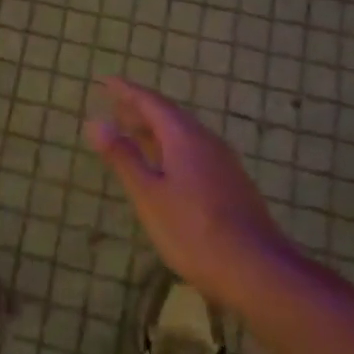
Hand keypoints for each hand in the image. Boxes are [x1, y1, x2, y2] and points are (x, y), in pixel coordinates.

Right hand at [87, 77, 296, 304]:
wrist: (258, 271)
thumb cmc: (193, 230)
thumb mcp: (149, 195)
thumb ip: (123, 157)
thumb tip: (95, 122)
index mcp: (184, 137)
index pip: (152, 103)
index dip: (127, 92)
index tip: (107, 82)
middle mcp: (207, 142)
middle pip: (170, 116)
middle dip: (141, 110)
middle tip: (115, 108)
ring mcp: (224, 164)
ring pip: (184, 135)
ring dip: (156, 131)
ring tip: (134, 135)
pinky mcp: (232, 185)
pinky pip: (195, 152)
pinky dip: (171, 149)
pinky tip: (166, 168)